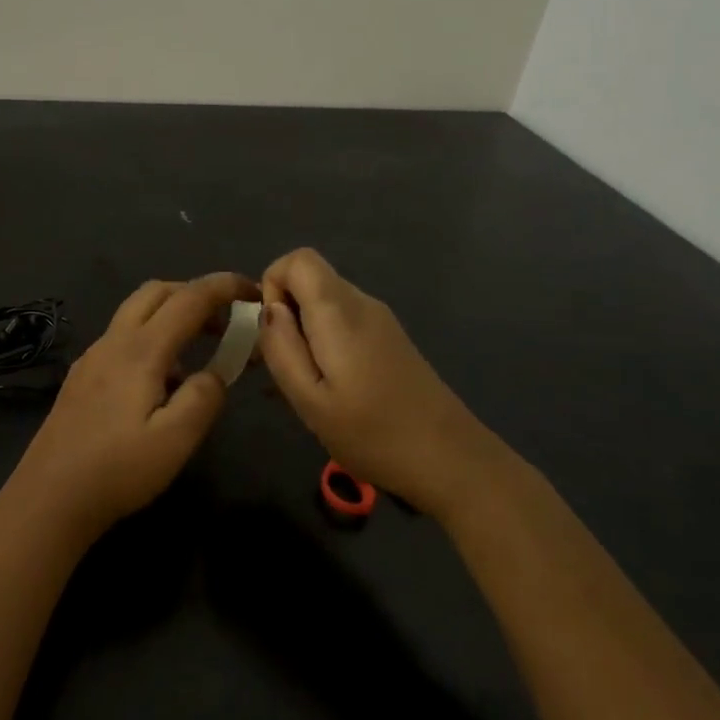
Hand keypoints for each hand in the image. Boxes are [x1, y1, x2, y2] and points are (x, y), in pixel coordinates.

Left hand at [7, 273, 256, 536]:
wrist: (49, 497)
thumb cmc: (118, 470)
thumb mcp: (176, 440)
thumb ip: (204, 397)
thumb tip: (214, 373)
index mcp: (140, 350)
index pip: (189, 299)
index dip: (224, 287)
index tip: (253, 290)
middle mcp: (113, 342)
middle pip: (157, 292)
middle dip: (196, 293)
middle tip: (227, 319)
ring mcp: (92, 357)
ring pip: (136, 313)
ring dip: (172, 314)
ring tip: (201, 350)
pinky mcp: (81, 377)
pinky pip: (123, 338)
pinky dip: (151, 337)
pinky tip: (161, 381)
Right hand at [259, 248, 510, 516]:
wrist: (450, 461)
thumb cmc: (372, 434)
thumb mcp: (310, 400)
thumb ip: (282, 348)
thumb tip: (269, 309)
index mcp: (340, 311)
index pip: (297, 258)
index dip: (273, 286)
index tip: (274, 334)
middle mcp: (362, 303)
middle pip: (310, 280)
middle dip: (285, 315)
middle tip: (284, 369)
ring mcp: (380, 320)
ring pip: (324, 304)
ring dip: (303, 333)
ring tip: (304, 387)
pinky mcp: (389, 339)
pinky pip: (343, 323)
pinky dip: (324, 344)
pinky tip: (328, 390)